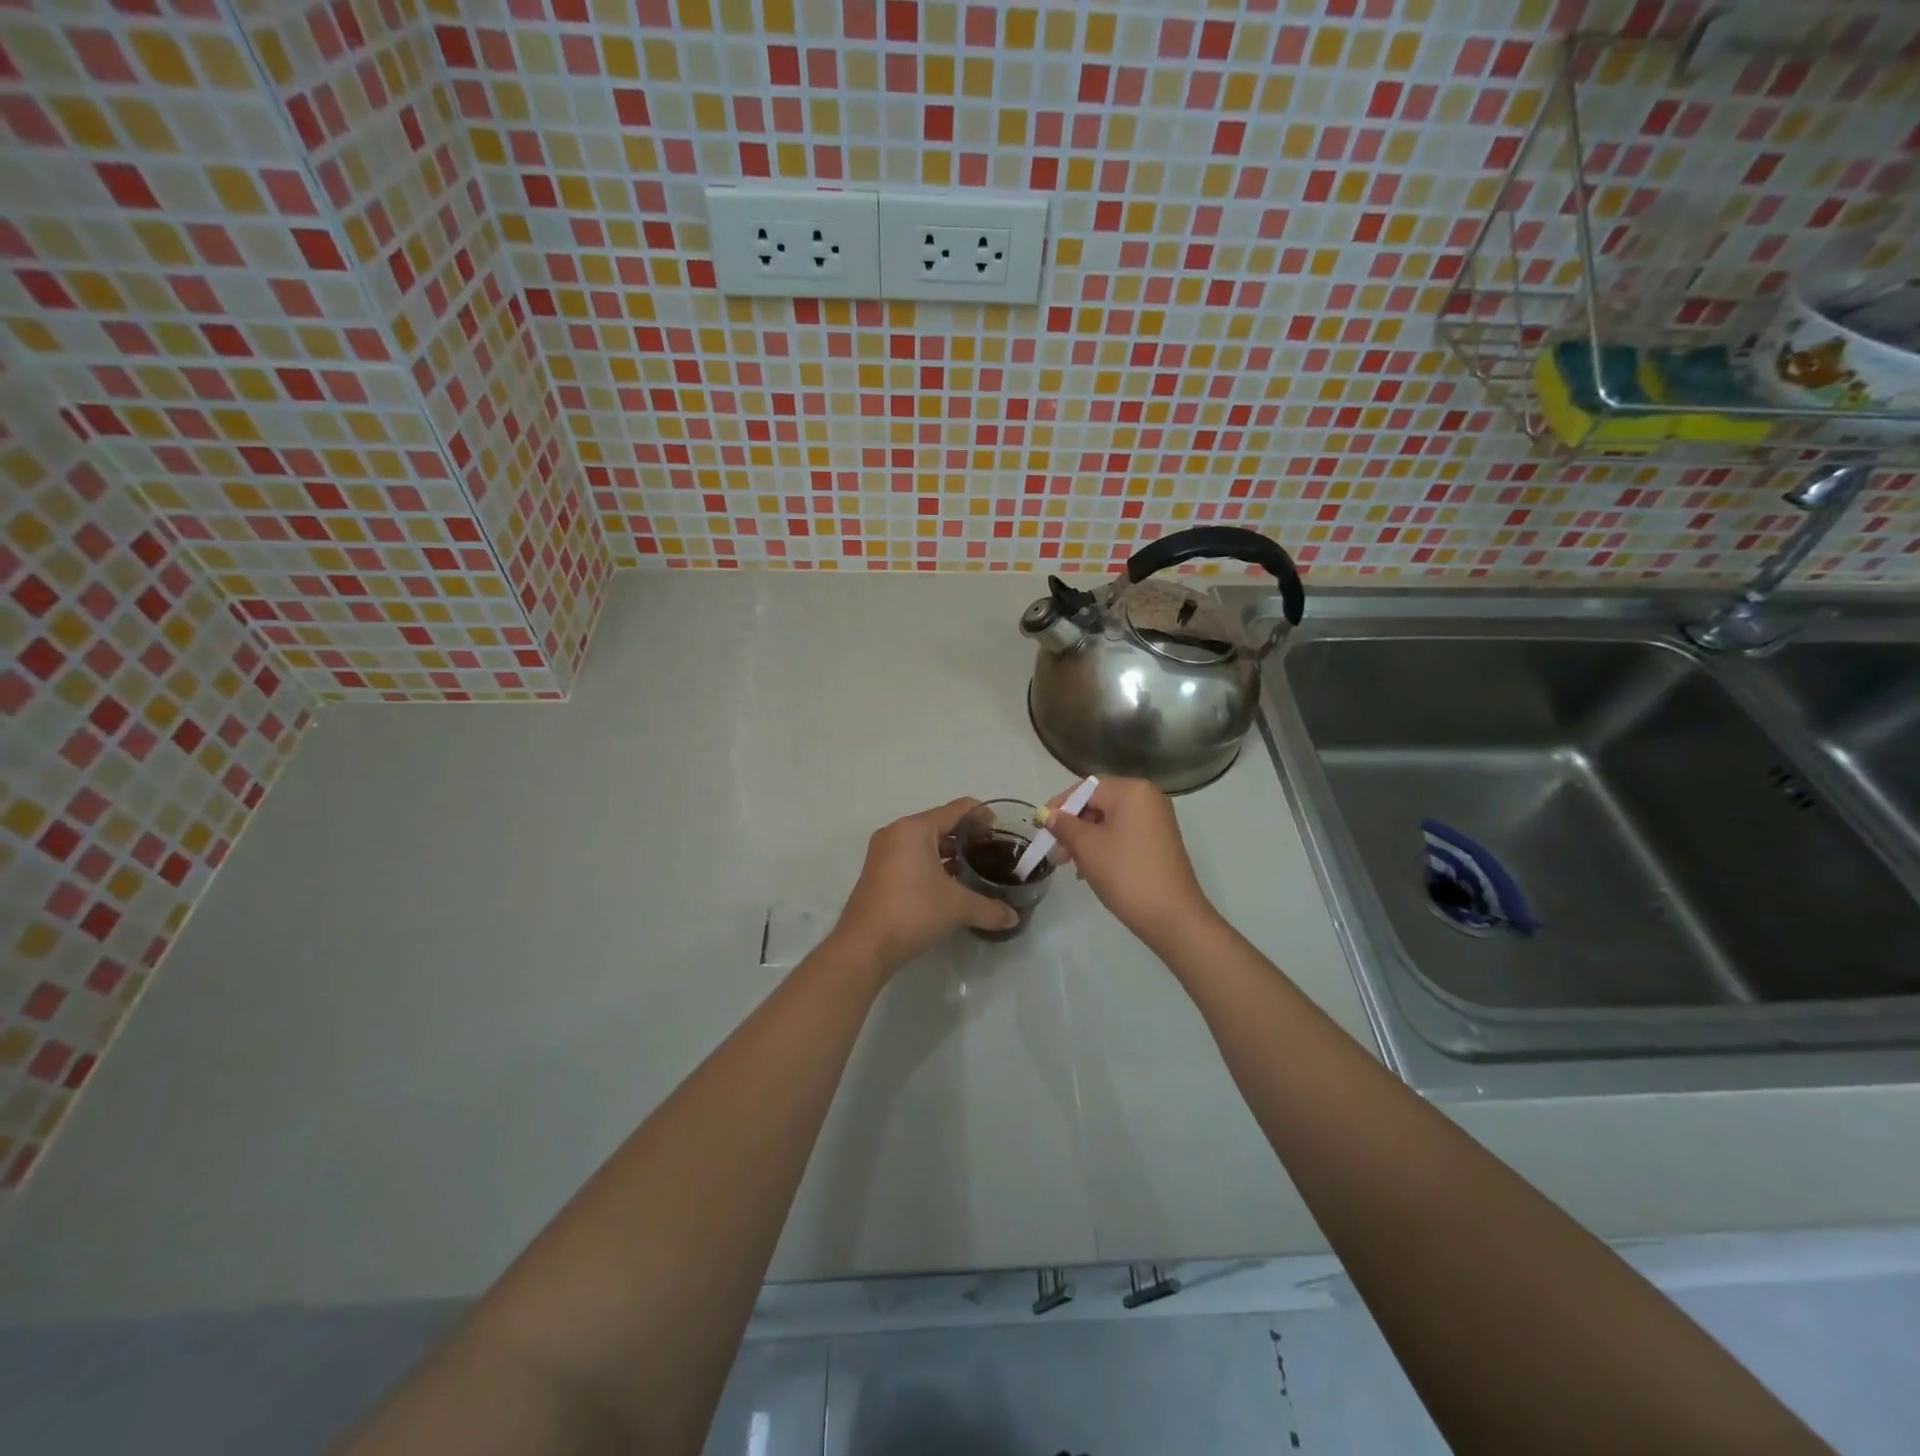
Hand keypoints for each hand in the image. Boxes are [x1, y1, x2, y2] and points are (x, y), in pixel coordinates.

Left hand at [830, 798, 1019, 974]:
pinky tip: (951, 885)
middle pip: (941, 824)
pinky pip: (912, 858)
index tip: (1003, 832)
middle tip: (993, 853)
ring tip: (976, 869)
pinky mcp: (879, 873)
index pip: (957, 809)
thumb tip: (1014, 917)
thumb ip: (990, 908)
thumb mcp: (957, 907)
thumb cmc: (912, 912)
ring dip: (950, 853)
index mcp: (914, 829)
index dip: (983, 816)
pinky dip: (933, 864)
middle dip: (967, 837)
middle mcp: (896, 833)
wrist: (864, 947)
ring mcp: (884, 853)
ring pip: (925, 843)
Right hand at [1041, 777, 1216, 945]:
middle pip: (1098, 803)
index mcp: (1132, 791)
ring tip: (1070, 865)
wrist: (1172, 916)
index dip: (1059, 806)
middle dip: (1072, 826)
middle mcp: (1148, 798)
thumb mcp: (1087, 847)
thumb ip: (1064, 826)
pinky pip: (1124, 834)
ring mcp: (1157, 820)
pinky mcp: (1160, 842)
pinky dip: (1104, 846)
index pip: (1086, 789)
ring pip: (1109, 821)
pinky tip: (1090, 869)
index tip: (1039, 827)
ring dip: (1085, 839)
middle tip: (1054, 852)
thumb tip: (1049, 815)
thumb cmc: (1125, 873)